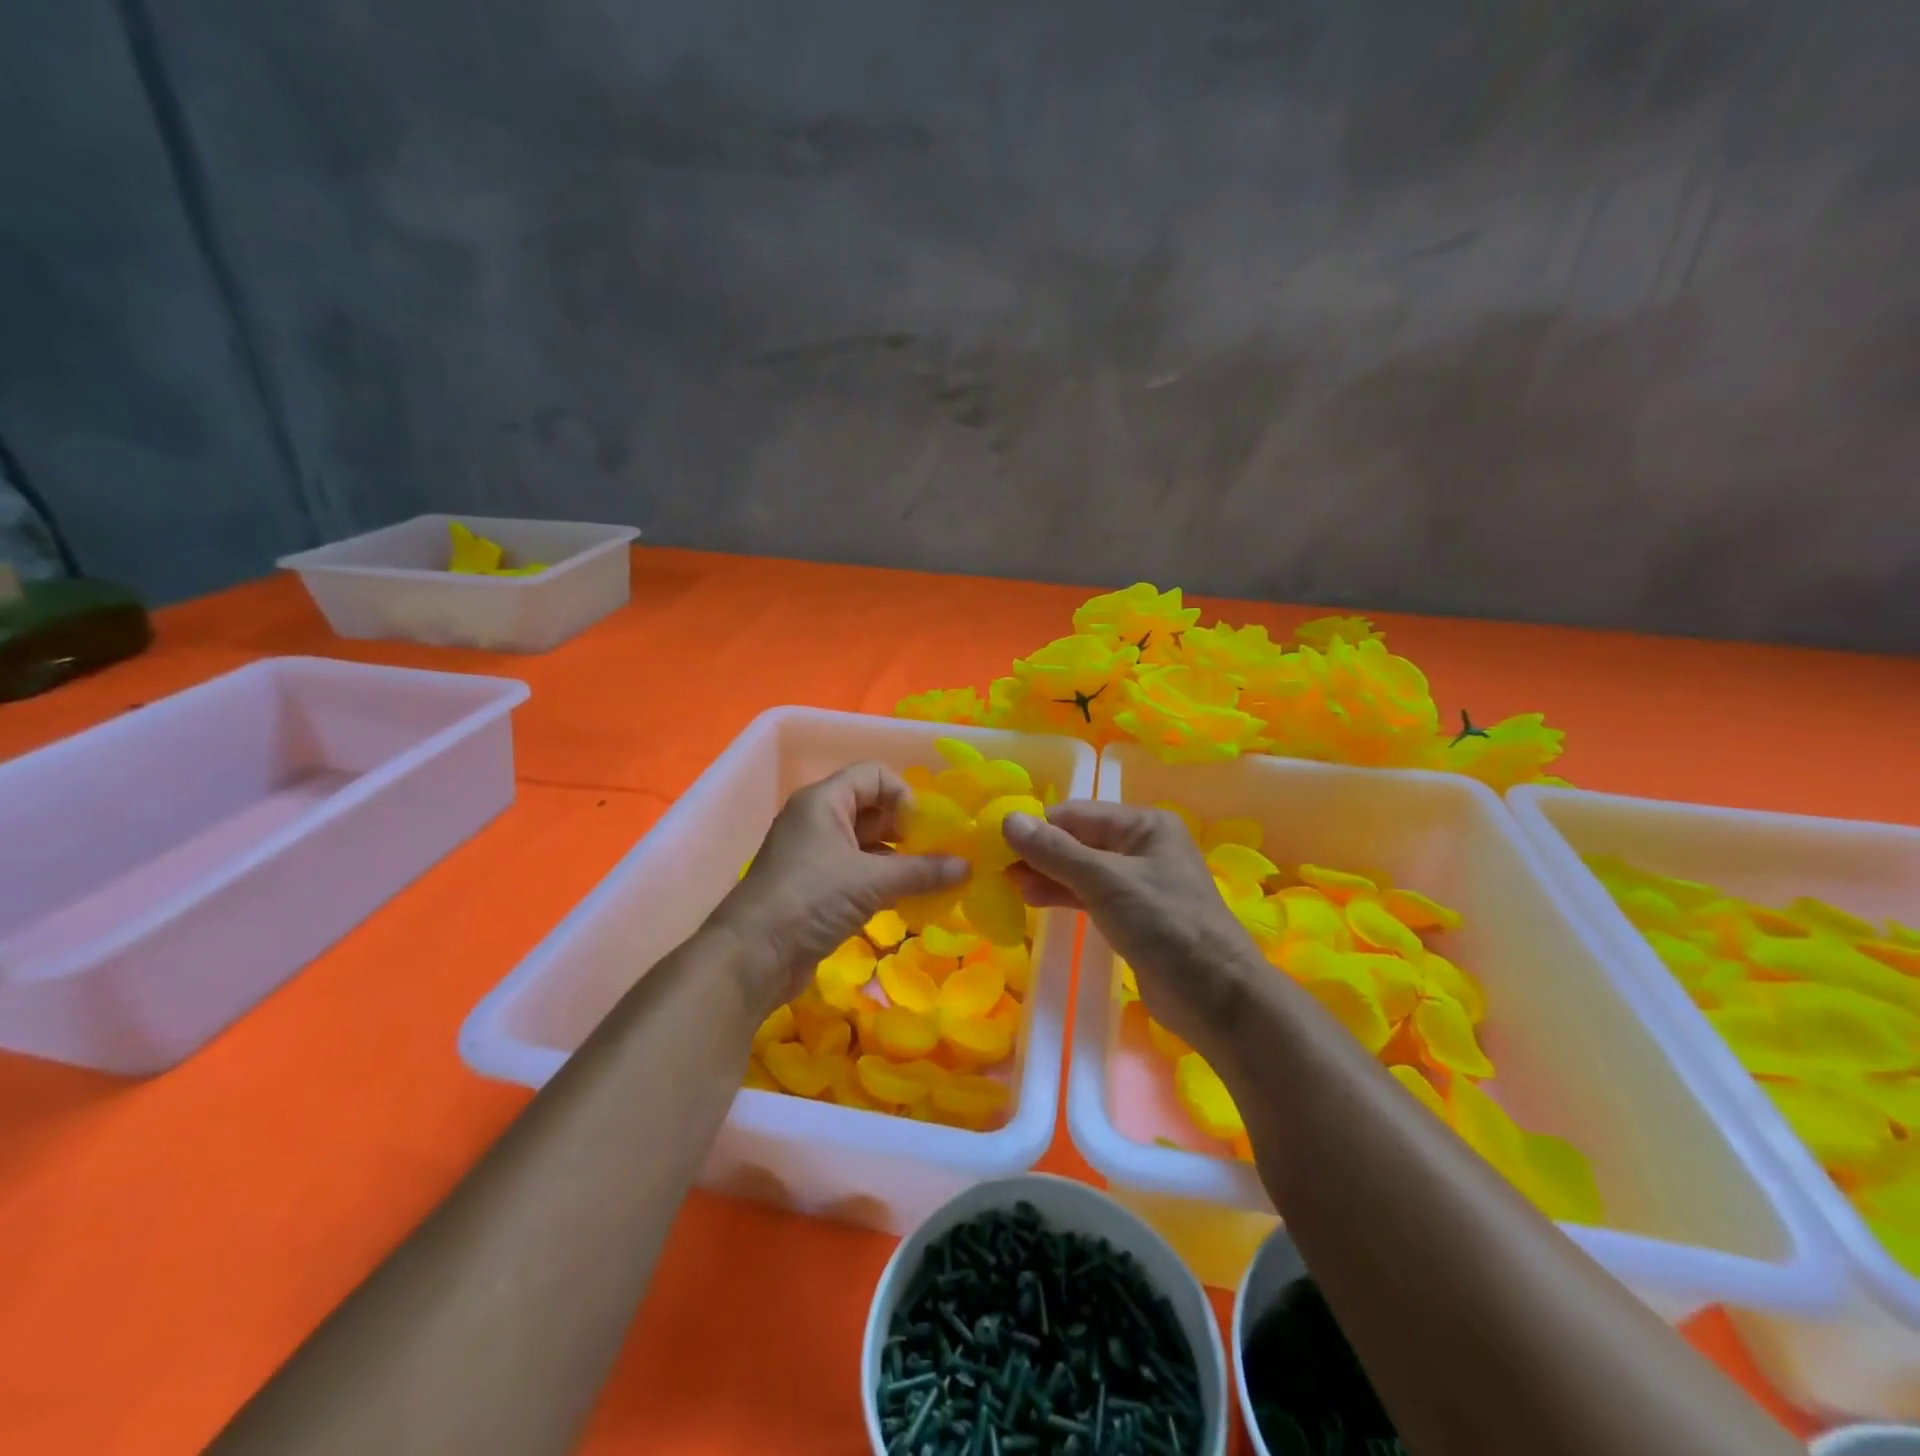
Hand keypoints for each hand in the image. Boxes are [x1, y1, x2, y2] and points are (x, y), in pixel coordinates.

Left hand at [716, 763, 969, 1010]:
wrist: (751, 957)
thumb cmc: (810, 899)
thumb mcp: (871, 881)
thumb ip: (922, 871)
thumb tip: (968, 867)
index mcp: (824, 801)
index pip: (874, 775)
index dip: (903, 796)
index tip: (922, 832)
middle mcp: (817, 820)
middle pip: (872, 808)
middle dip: (906, 831)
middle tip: (933, 858)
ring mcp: (814, 854)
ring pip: (866, 844)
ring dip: (897, 860)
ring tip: (927, 882)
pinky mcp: (814, 887)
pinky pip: (856, 872)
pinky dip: (881, 881)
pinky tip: (904, 901)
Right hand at [1003, 802, 1265, 1053]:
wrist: (1217, 998)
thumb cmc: (1165, 926)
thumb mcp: (1106, 882)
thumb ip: (1055, 851)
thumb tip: (1007, 819)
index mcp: (1144, 825)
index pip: (1076, 814)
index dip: (1037, 827)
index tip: (996, 844)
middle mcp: (1142, 846)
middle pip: (1078, 840)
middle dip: (1040, 853)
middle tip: (998, 871)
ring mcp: (1139, 883)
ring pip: (1082, 870)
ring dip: (1047, 876)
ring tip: (1010, 888)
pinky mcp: (1134, 916)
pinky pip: (1091, 896)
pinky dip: (1064, 896)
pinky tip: (1034, 902)